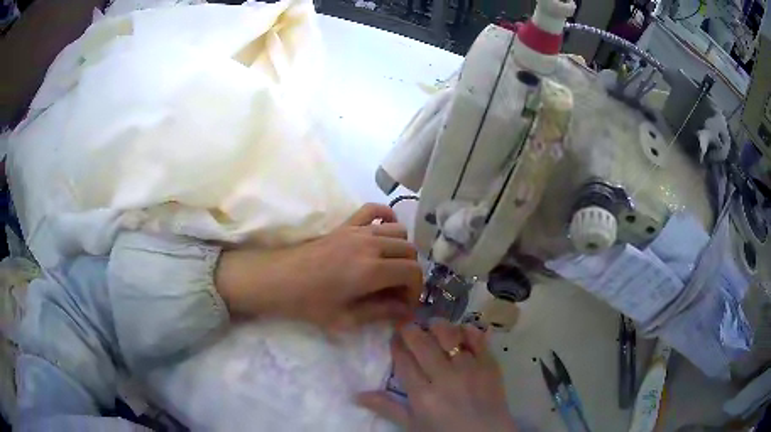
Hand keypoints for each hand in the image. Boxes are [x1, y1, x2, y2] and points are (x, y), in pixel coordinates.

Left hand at [215, 204, 422, 330]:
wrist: (278, 280)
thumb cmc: (308, 304)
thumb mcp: (346, 318)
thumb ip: (381, 313)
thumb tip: (407, 312)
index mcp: (371, 270)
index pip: (413, 272)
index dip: (415, 290)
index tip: (404, 305)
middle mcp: (370, 244)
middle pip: (409, 251)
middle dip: (410, 273)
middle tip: (397, 291)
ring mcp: (357, 230)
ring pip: (399, 231)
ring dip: (401, 250)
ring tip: (389, 268)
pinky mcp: (346, 224)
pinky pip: (374, 210)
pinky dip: (386, 218)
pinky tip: (382, 233)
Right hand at [357, 319, 516, 431]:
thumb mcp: (412, 425)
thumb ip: (387, 408)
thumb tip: (356, 395)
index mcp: (422, 394)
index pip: (404, 360)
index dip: (396, 344)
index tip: (394, 336)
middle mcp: (444, 377)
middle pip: (423, 343)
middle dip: (411, 329)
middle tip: (408, 325)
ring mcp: (469, 369)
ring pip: (450, 335)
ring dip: (438, 326)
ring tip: (433, 326)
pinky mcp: (489, 365)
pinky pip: (478, 339)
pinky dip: (467, 331)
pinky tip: (461, 331)